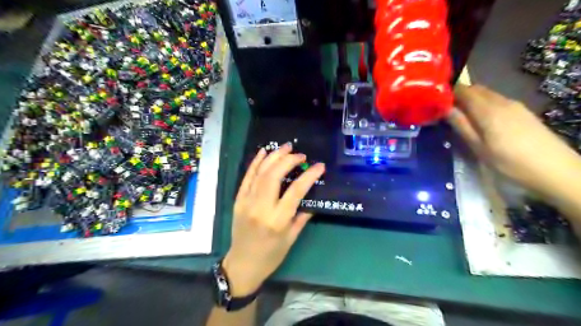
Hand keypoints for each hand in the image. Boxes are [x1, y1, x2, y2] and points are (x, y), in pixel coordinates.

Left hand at [223, 144, 324, 295]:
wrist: (243, 264)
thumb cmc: (271, 255)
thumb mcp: (292, 238)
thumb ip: (302, 215)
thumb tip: (311, 196)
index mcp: (277, 220)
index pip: (296, 191)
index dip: (309, 175)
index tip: (319, 166)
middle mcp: (261, 207)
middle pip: (274, 175)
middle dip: (289, 160)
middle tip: (301, 155)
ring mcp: (246, 201)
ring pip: (260, 172)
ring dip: (274, 156)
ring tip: (286, 147)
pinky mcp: (238, 199)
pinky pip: (247, 177)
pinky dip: (255, 162)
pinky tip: (264, 152)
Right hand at [448, 82, 579, 199]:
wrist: (555, 170)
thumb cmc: (510, 162)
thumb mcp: (479, 147)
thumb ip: (462, 125)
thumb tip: (445, 109)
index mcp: (488, 110)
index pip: (464, 90)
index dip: (448, 92)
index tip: (436, 102)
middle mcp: (502, 102)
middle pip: (476, 89)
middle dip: (459, 96)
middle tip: (445, 110)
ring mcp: (515, 105)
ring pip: (487, 95)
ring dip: (472, 100)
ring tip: (461, 116)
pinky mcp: (522, 112)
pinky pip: (497, 101)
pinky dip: (484, 105)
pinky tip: (482, 121)